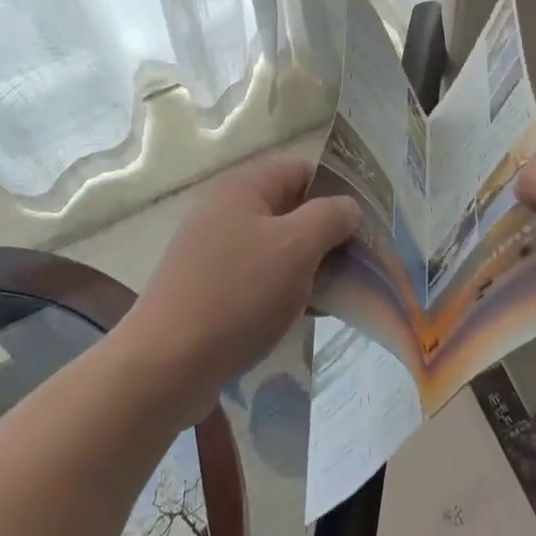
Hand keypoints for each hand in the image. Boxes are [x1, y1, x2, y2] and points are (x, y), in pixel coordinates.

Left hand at [122, 154, 359, 419]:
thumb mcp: (295, 247)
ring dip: (311, 265)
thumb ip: (330, 217)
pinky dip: (287, 289)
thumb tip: (348, 207)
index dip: (338, 190)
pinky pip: (261, 277)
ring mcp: (216, 251)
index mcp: (243, 188)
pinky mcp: (212, 288)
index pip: (302, 170)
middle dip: (328, 233)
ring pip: (279, 247)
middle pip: (292, 209)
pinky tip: (308, 313)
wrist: (167, 364)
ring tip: (340, 292)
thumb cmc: (238, 294)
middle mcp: (227, 211)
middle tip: (361, 262)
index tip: (368, 222)